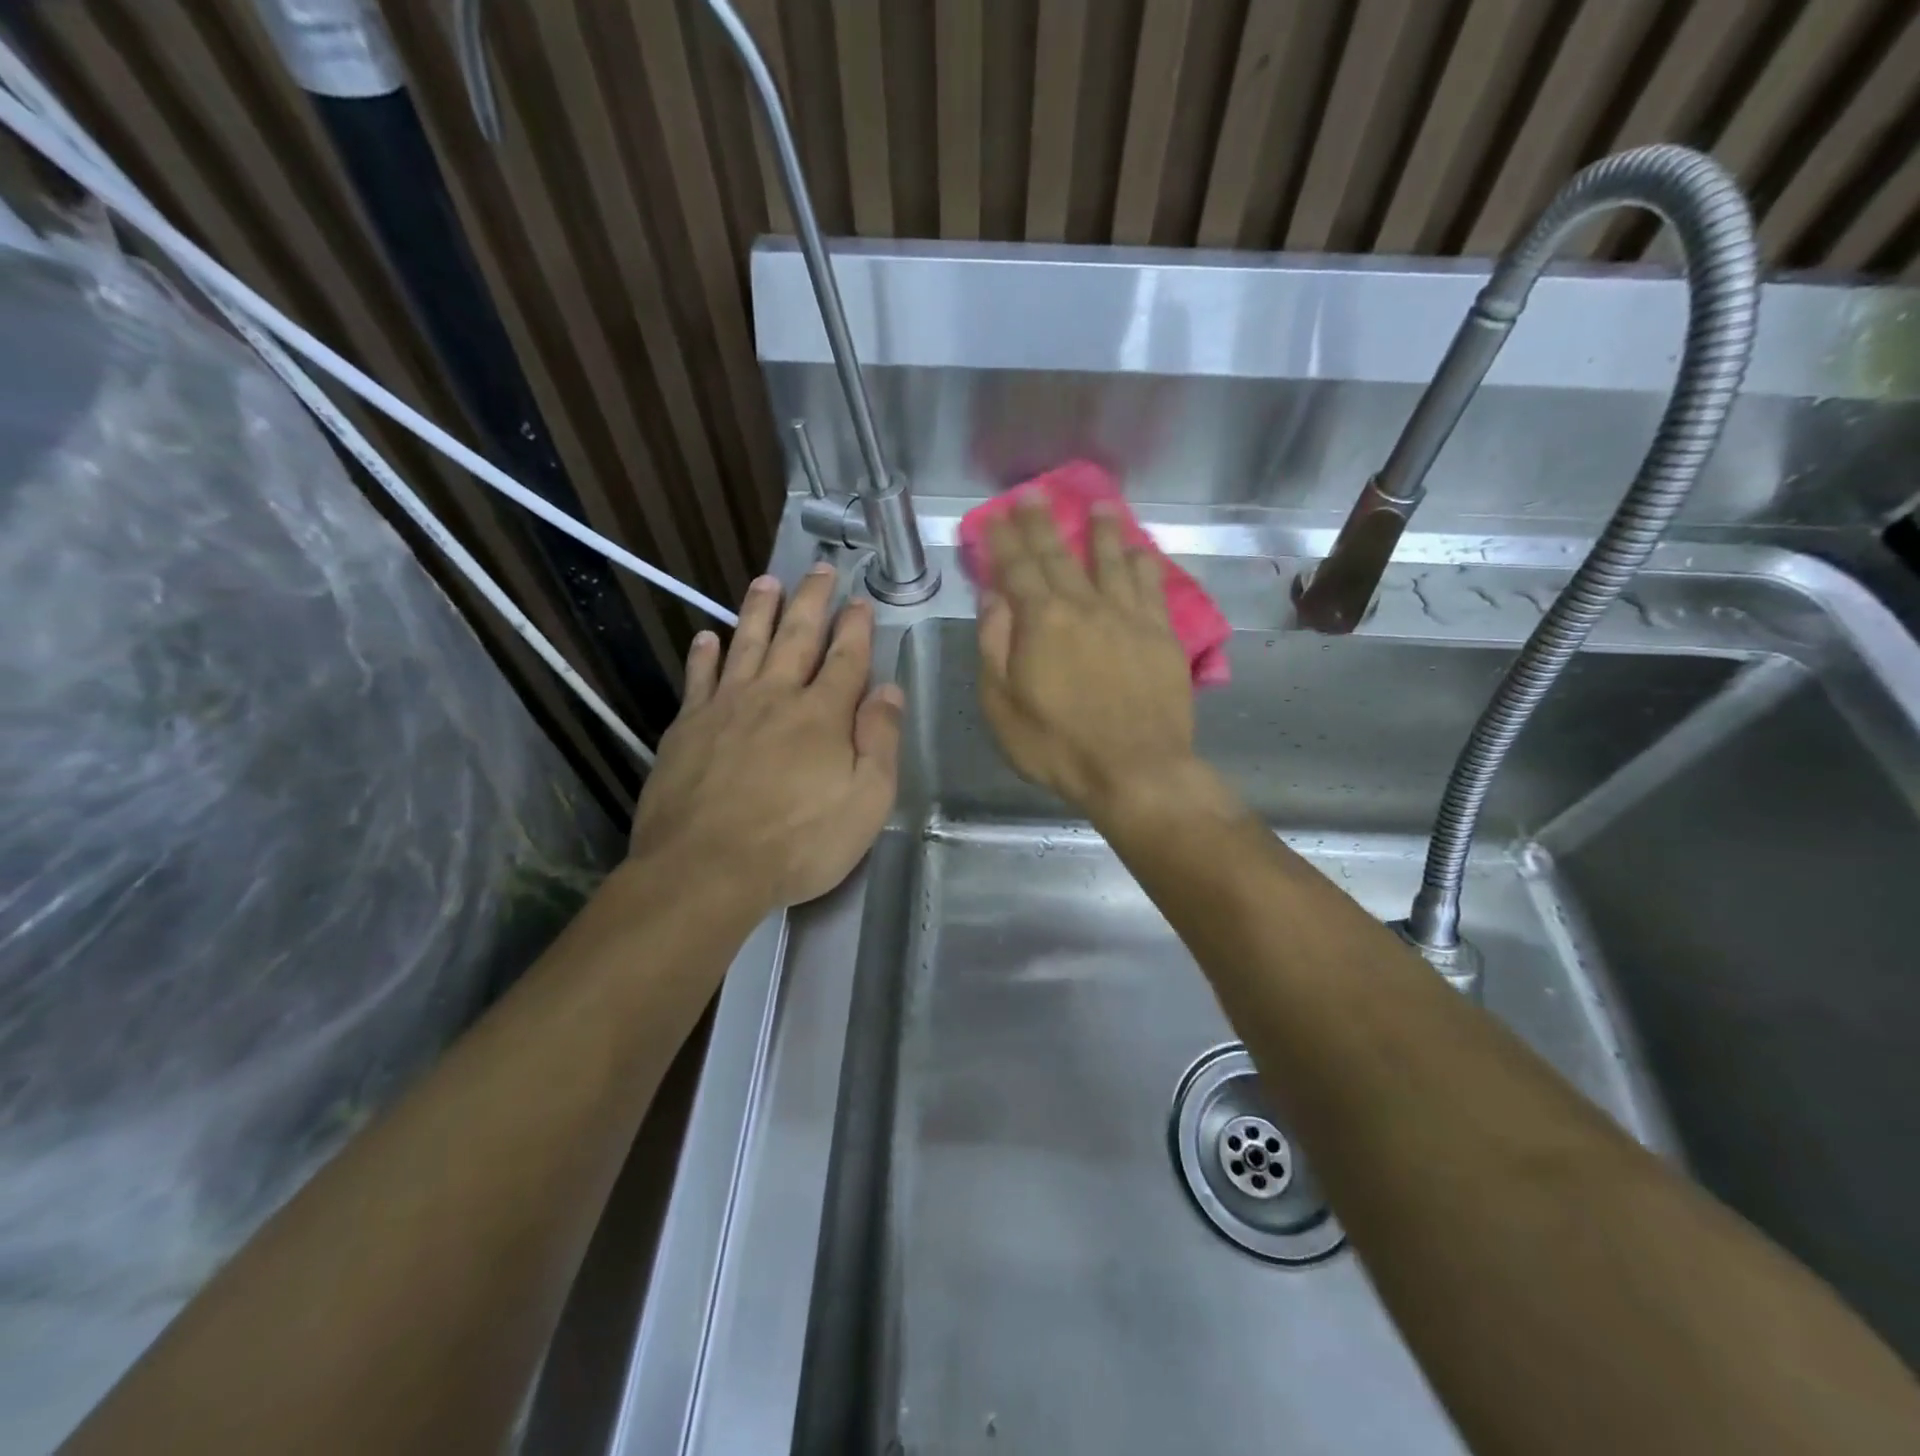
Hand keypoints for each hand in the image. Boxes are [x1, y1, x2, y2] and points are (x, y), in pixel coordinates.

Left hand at [631, 564, 904, 912]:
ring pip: (746, 644)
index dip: (856, 627)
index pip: (845, 658)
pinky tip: (707, 636)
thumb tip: (889, 691)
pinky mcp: (687, 727)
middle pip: (797, 636)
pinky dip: (704, 654)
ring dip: (759, 610)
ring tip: (768, 582)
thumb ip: (880, 742)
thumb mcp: (866, 802)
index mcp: (823, 715)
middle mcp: (775, 697)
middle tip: (820, 568)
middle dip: (812, 600)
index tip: (860, 599)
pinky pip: (698, 678)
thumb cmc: (798, 843)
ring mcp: (726, 707)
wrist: (706, 869)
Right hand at [977, 498, 1197, 816]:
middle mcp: (1085, 606)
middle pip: (1060, 555)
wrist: (1136, 769)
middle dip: (1043, 523)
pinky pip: (1152, 586)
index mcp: (1041, 621)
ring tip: (1100, 505)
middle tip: (1034, 494)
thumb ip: (994, 646)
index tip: (996, 514)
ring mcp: (1128, 617)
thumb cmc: (1058, 745)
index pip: (1017, 568)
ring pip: (1113, 561)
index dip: (1004, 539)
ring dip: (1103, 531)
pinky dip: (1144, 563)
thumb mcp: (1002, 705)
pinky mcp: (1161, 634)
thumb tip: (993, 598)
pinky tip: (1142, 550)